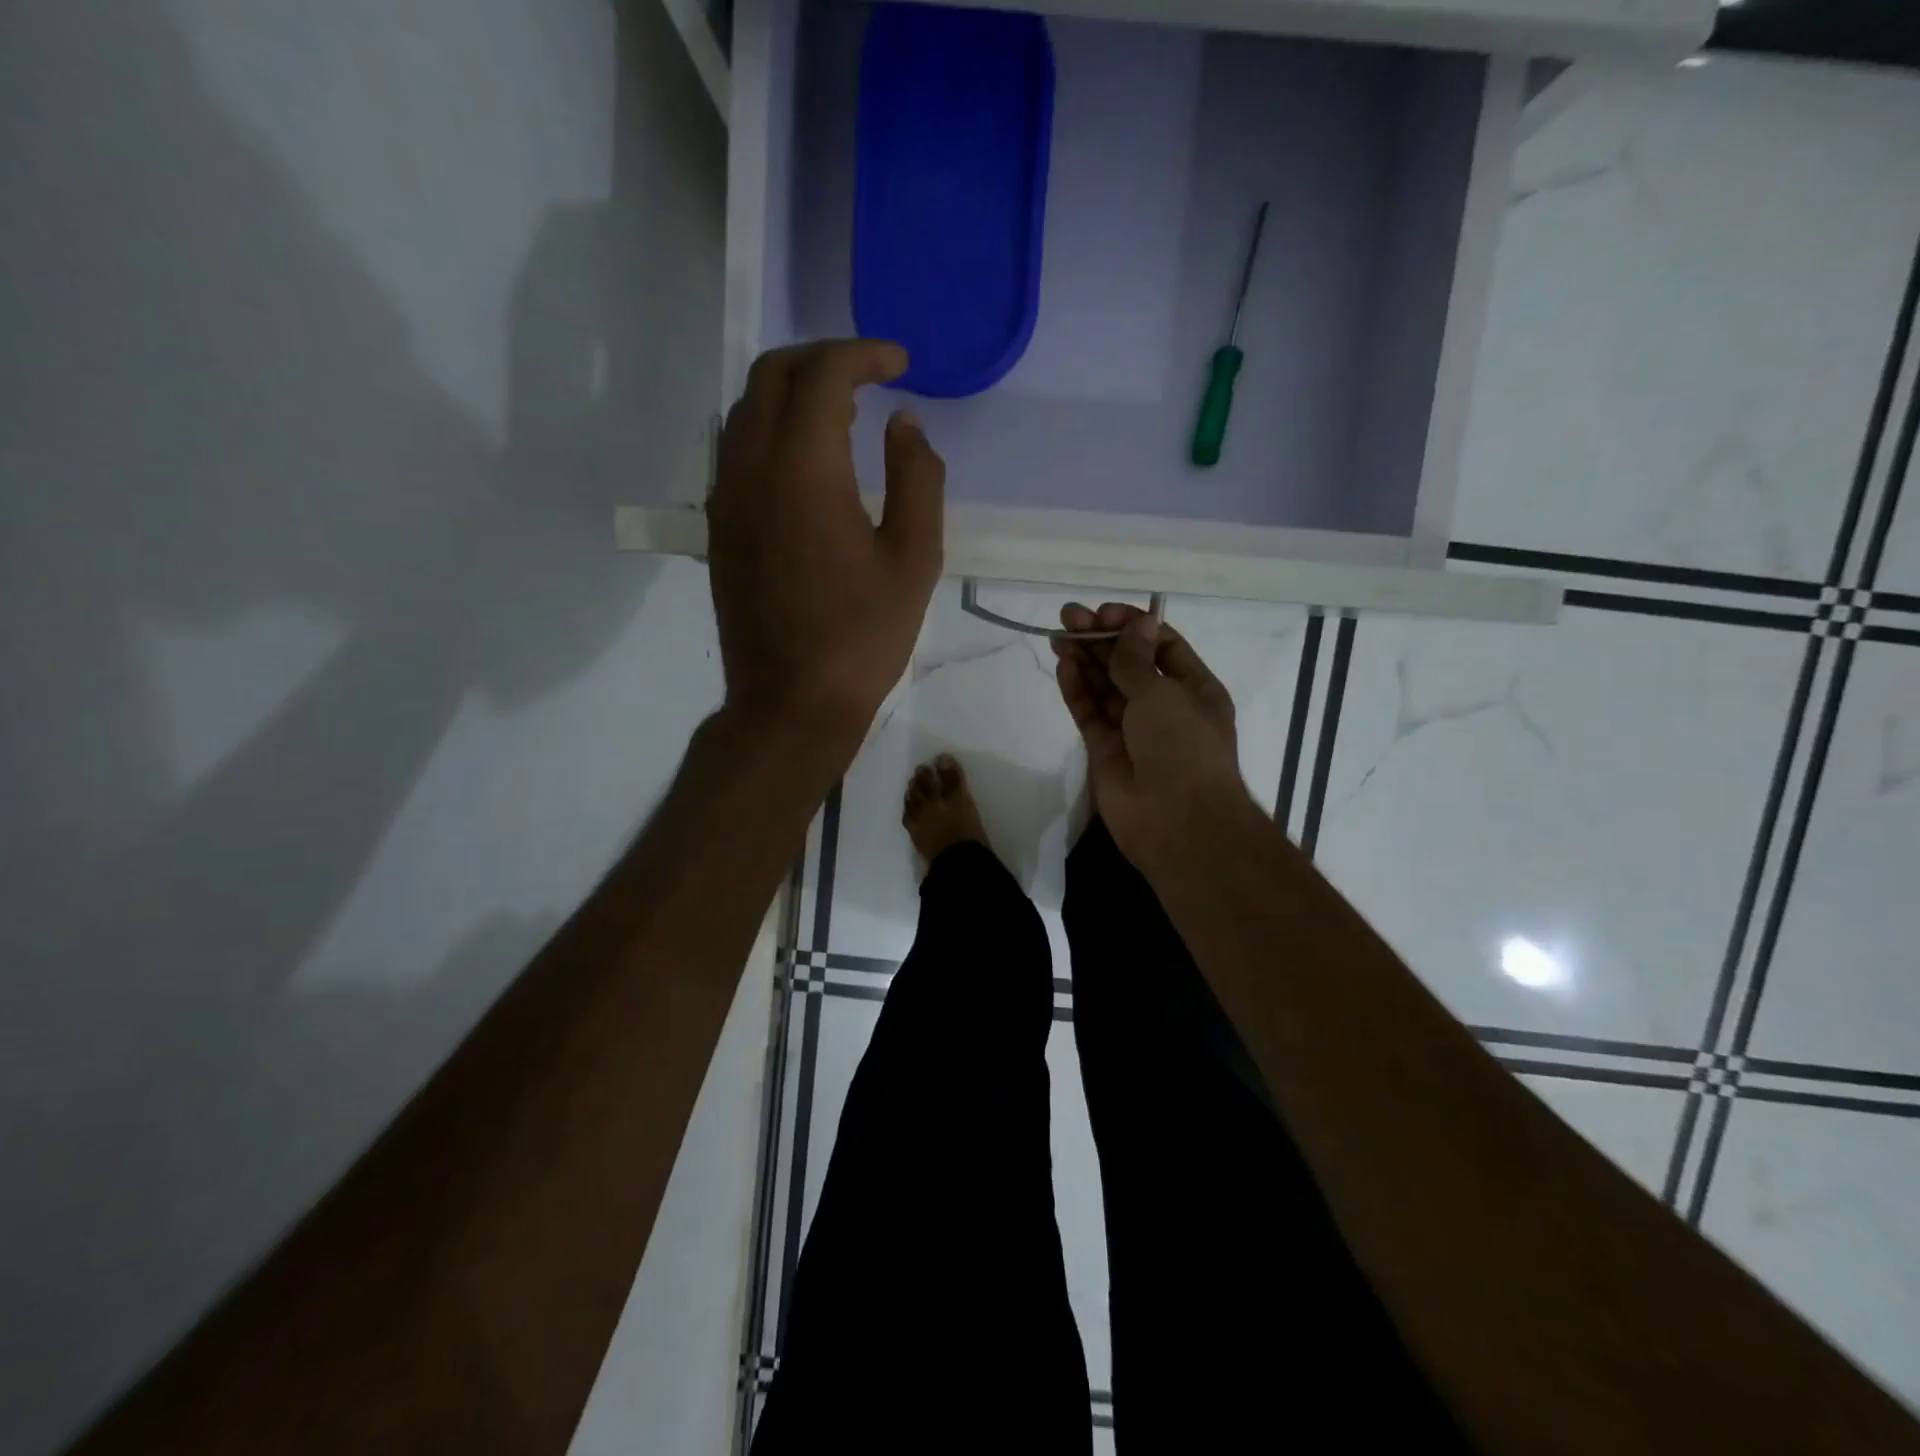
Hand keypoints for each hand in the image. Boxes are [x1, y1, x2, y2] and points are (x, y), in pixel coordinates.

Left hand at [708, 340, 945, 756]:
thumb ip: (917, 478)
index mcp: (802, 469)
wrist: (791, 702)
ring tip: (842, 414)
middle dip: (822, 359)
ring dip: (792, 393)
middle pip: (771, 375)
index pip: (823, 374)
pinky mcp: (718, 527)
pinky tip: (807, 461)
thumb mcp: (914, 559)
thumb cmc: (863, 636)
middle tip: (869, 376)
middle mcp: (749, 468)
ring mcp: (725, 498)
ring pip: (747, 410)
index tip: (900, 364)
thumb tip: (905, 425)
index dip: (863, 354)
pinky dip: (772, 431)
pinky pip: (737, 451)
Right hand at [1052, 603, 1257, 869]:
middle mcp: (1164, 707)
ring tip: (1059, 635)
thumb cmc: (1182, 748)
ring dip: (1085, 660)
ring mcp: (1133, 730)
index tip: (1103, 612)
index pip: (1161, 647)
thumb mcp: (1163, 694)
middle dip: (1101, 639)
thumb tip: (1138, 622)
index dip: (1132, 626)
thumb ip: (1137, 660)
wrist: (1177, 822)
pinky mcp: (1105, 752)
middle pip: (1128, 664)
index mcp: (1193, 690)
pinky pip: (1090, 714)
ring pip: (1105, 688)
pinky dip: (1077, 690)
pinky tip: (1063, 665)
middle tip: (1068, 617)